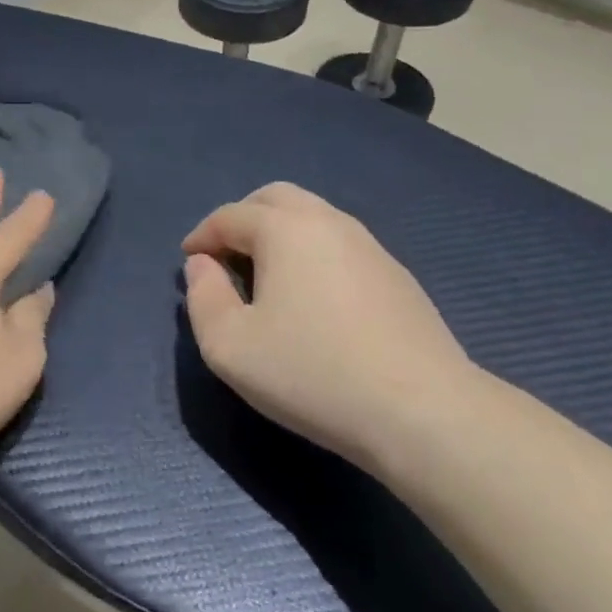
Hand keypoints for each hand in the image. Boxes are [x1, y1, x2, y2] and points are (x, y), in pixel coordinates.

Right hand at [181, 182, 479, 465]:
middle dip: (241, 219)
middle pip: (274, 198)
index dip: (201, 236)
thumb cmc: (312, 373)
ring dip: (279, 234)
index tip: (189, 262)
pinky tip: (312, 298)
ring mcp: (370, 246)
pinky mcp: (396, 275)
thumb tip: (202, 265)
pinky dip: (312, 253)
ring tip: (265, 276)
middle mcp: (328, 222)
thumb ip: (202, 297)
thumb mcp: (229, 345)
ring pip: (312, 217)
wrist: (423, 412)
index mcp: (285, 229)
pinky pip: (339, 245)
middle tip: (225, 256)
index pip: (229, 216)